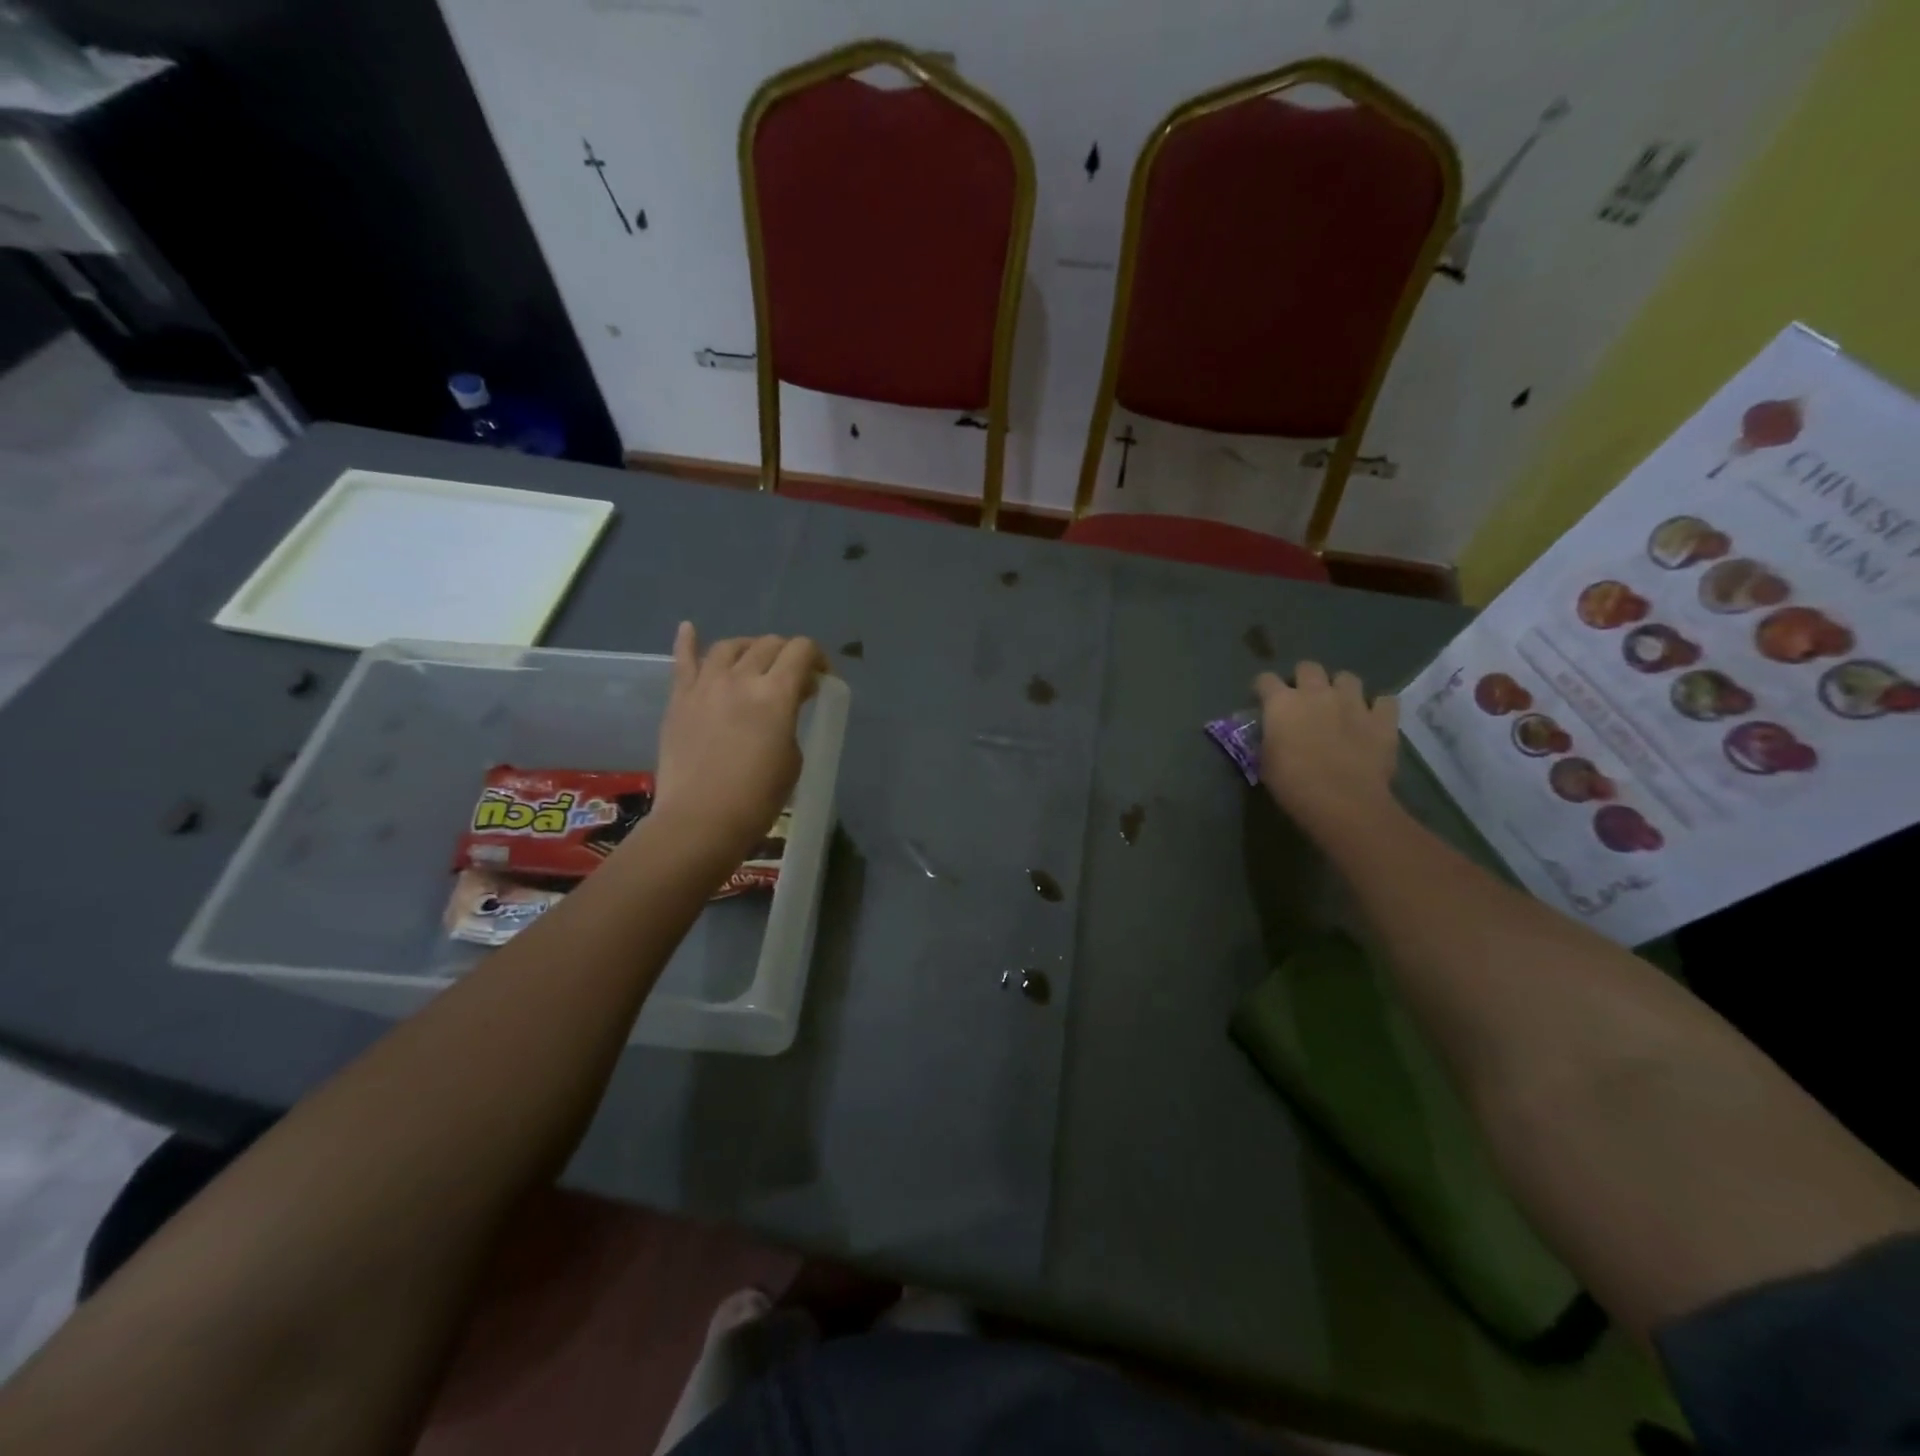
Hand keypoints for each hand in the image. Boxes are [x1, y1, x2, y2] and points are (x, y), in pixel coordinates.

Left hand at [651, 623, 827, 866]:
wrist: (700, 821)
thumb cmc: (757, 798)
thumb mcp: (792, 757)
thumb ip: (791, 718)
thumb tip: (790, 698)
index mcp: (776, 694)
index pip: (801, 651)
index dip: (816, 657)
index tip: (820, 678)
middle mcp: (741, 679)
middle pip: (769, 645)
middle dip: (787, 655)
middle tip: (792, 678)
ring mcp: (705, 685)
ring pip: (730, 646)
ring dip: (749, 648)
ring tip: (754, 661)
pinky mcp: (679, 699)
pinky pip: (682, 661)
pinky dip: (688, 641)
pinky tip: (690, 628)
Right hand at [1254, 662, 1399, 835]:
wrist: (1342, 801)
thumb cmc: (1292, 784)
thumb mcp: (1265, 762)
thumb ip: (1269, 739)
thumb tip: (1273, 734)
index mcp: (1281, 704)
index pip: (1265, 680)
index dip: (1264, 689)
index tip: (1264, 701)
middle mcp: (1316, 693)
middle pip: (1308, 667)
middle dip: (1304, 679)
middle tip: (1303, 700)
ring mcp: (1352, 702)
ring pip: (1347, 678)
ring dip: (1341, 689)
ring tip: (1340, 706)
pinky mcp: (1382, 719)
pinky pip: (1384, 701)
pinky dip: (1378, 707)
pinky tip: (1373, 719)